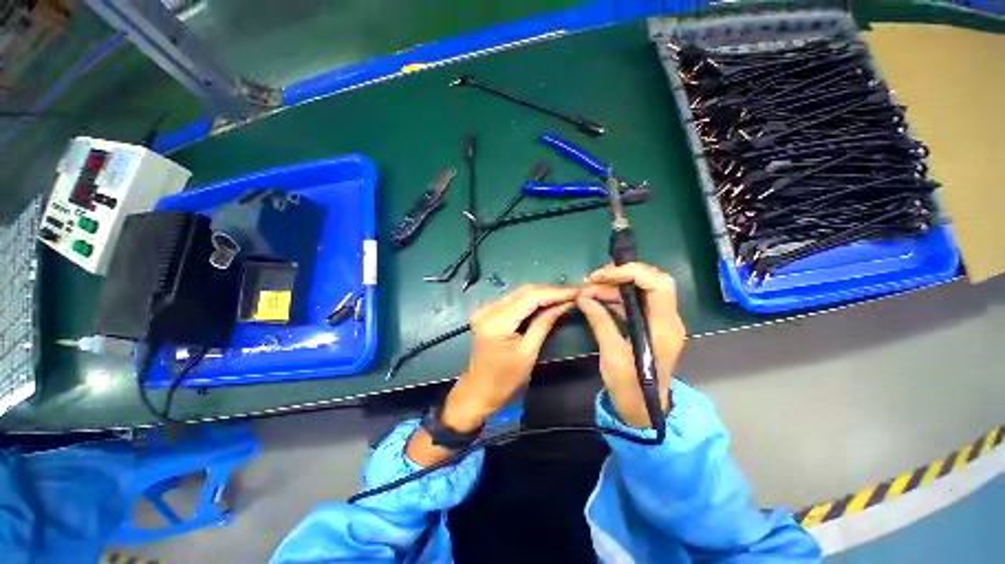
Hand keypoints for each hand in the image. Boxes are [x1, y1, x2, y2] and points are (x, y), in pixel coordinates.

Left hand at [407, 285, 577, 464]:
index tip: (577, 291)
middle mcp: (488, 310)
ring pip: (519, 293)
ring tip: (563, 297)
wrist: (479, 390)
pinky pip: (513, 300)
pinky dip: (530, 300)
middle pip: (524, 291)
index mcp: (496, 322)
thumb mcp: (529, 352)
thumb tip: (564, 304)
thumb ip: (544, 323)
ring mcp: (485, 309)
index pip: (529, 297)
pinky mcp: (487, 312)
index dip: (555, 292)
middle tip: (573, 294)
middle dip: (550, 291)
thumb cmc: (505, 379)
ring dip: (541, 294)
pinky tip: (545, 302)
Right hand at [577, 262, 684, 427]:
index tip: (602, 276)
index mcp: (663, 327)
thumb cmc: (630, 388)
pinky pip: (633, 302)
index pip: (658, 284)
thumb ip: (600, 322)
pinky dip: (614, 297)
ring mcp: (659, 321)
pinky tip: (596, 299)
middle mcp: (666, 319)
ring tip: (588, 290)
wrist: (644, 411)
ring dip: (614, 286)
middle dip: (620, 275)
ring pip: (640, 290)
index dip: (631, 272)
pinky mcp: (649, 325)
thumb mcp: (612, 355)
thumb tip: (584, 297)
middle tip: (592, 280)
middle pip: (650, 281)